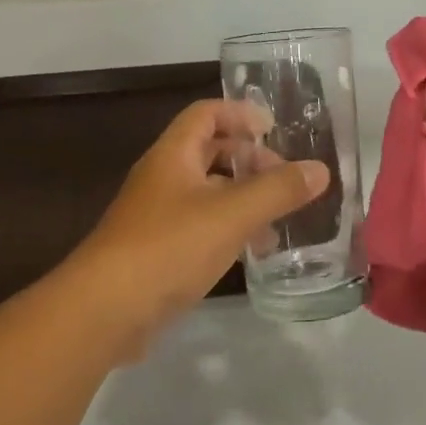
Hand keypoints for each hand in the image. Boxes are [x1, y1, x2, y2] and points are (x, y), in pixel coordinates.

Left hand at [61, 100, 328, 359]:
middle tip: (286, 177)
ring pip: (209, 193)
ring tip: (281, 219)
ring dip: (244, 198)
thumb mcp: (231, 214)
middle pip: (210, 152)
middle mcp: (163, 177)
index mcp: (174, 155)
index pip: (206, 113)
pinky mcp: (159, 251)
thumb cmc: (168, 247)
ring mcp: (158, 216)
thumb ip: (278, 190)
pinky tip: (254, 252)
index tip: (275, 129)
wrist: (105, 311)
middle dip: (250, 160)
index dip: (240, 113)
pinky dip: (230, 230)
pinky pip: (202, 227)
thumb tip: (320, 170)